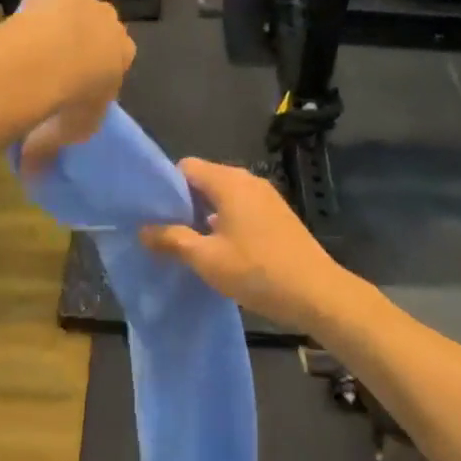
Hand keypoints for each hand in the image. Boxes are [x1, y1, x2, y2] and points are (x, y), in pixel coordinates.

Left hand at [15, 0, 134, 173]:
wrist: (50, 58)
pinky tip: (17, 24)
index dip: (96, 69)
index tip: (75, 84)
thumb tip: (34, 178)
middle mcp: (110, 20)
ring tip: (30, 46)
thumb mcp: (73, 132)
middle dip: (80, 41)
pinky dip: (32, 5)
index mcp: (124, 52)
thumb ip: (58, 146)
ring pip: (70, 9)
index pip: (117, 56)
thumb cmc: (73, 98)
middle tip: (53, 64)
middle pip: (97, 28)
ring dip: (56, 22)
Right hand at [140, 158, 348, 331]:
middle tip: (164, 232)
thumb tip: (143, 230)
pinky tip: (218, 251)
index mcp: (229, 182)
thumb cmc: (257, 271)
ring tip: (186, 245)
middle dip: (183, 204)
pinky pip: (241, 209)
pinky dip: (225, 223)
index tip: (152, 213)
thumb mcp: (207, 258)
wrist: (317, 293)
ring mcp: (266, 198)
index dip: (166, 187)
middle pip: (205, 180)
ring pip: (223, 197)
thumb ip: (172, 240)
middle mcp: (248, 181)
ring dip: (204, 216)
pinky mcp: (278, 216)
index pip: (186, 167)